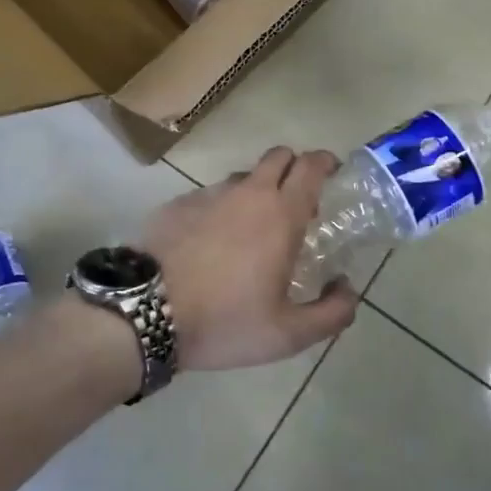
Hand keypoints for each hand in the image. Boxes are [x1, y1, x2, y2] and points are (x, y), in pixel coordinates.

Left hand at [143, 148, 360, 370]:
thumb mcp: (288, 335)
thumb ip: (331, 312)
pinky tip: (212, 243)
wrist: (144, 313)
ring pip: (242, 177)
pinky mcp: (176, 204)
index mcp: (280, 215)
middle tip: (298, 202)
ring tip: (253, 228)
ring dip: (257, 190)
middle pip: (278, 156)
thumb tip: (346, 286)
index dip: (326, 162)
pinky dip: (221, 209)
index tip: (333, 172)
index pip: (310, 166)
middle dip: (294, 168)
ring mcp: (208, 195)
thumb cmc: (224, 321)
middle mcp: (247, 193)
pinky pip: (209, 196)